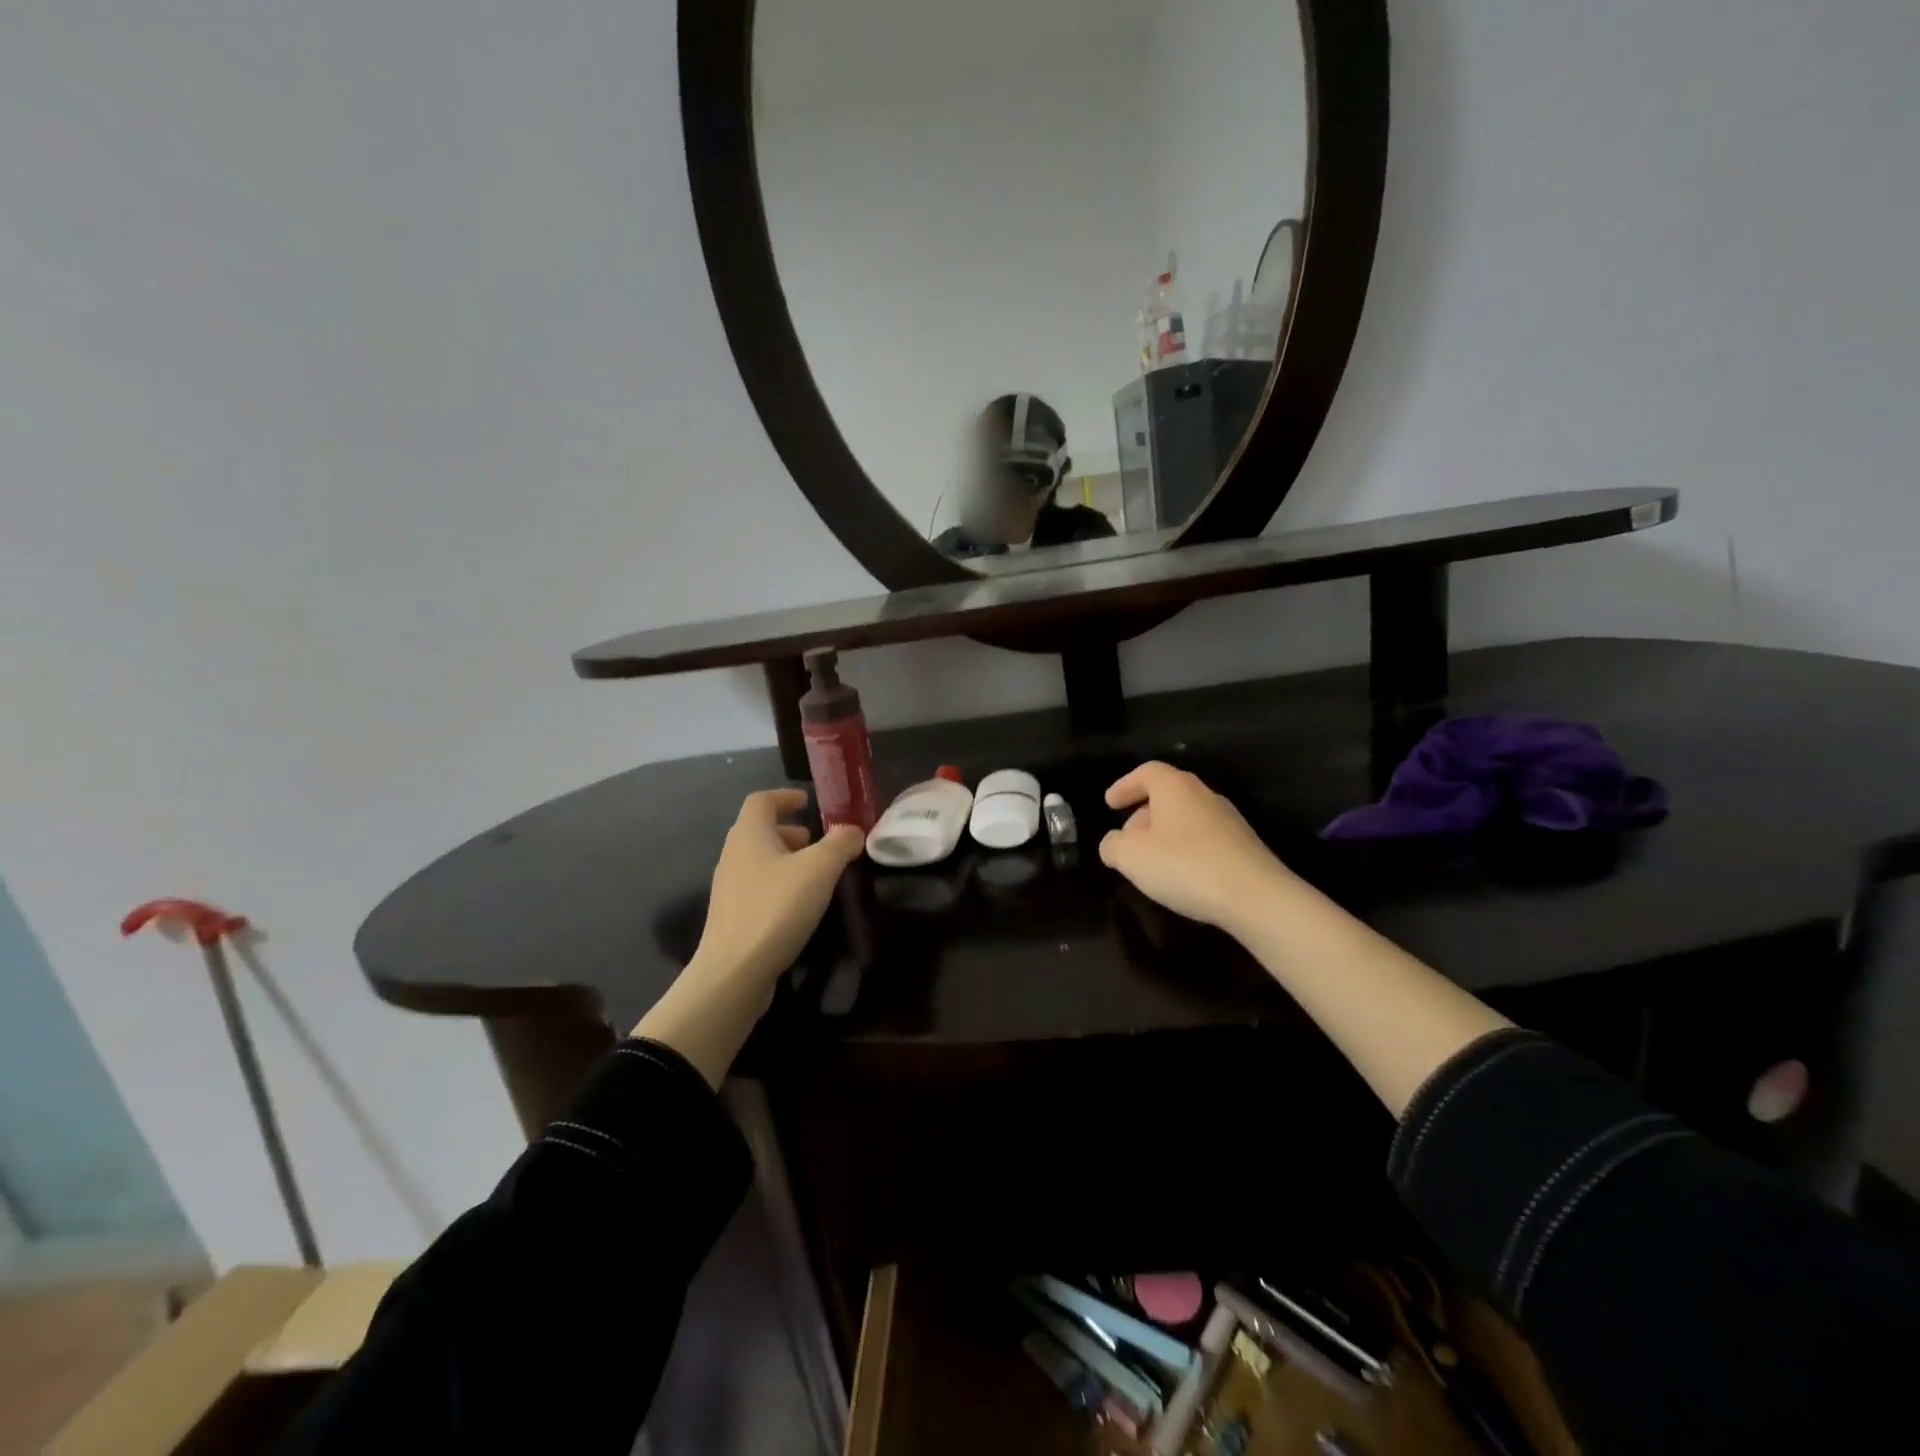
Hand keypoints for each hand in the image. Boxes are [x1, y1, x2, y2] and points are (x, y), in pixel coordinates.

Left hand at [690, 788, 864, 987]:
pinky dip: (779, 884)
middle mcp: (733, 855)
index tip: (808, 801)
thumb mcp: (819, 869)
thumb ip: (840, 844)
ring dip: (786, 859)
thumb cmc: (777, 908)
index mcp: (749, 835)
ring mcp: (729, 888)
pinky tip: (800, 904)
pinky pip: (757, 886)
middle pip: (759, 830)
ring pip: (759, 860)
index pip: (762, 800)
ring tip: (815, 873)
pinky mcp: (732, 916)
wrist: (734, 971)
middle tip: (817, 841)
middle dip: (790, 830)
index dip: (785, 796)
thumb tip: (852, 830)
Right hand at [1100, 762, 1294, 933]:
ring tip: (1151, 863)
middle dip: (1143, 814)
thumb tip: (1114, 844)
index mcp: (1175, 787)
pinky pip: (1204, 840)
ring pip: (1186, 818)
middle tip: (1127, 839)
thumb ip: (1112, 846)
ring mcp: (1229, 820)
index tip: (1110, 803)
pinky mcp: (1244, 847)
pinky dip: (1186, 851)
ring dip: (1164, 835)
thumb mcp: (1130, 857)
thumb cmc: (1185, 866)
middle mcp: (1204, 795)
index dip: (1125, 785)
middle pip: (1168, 794)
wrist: (1256, 897)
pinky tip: (1181, 877)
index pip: (1146, 772)